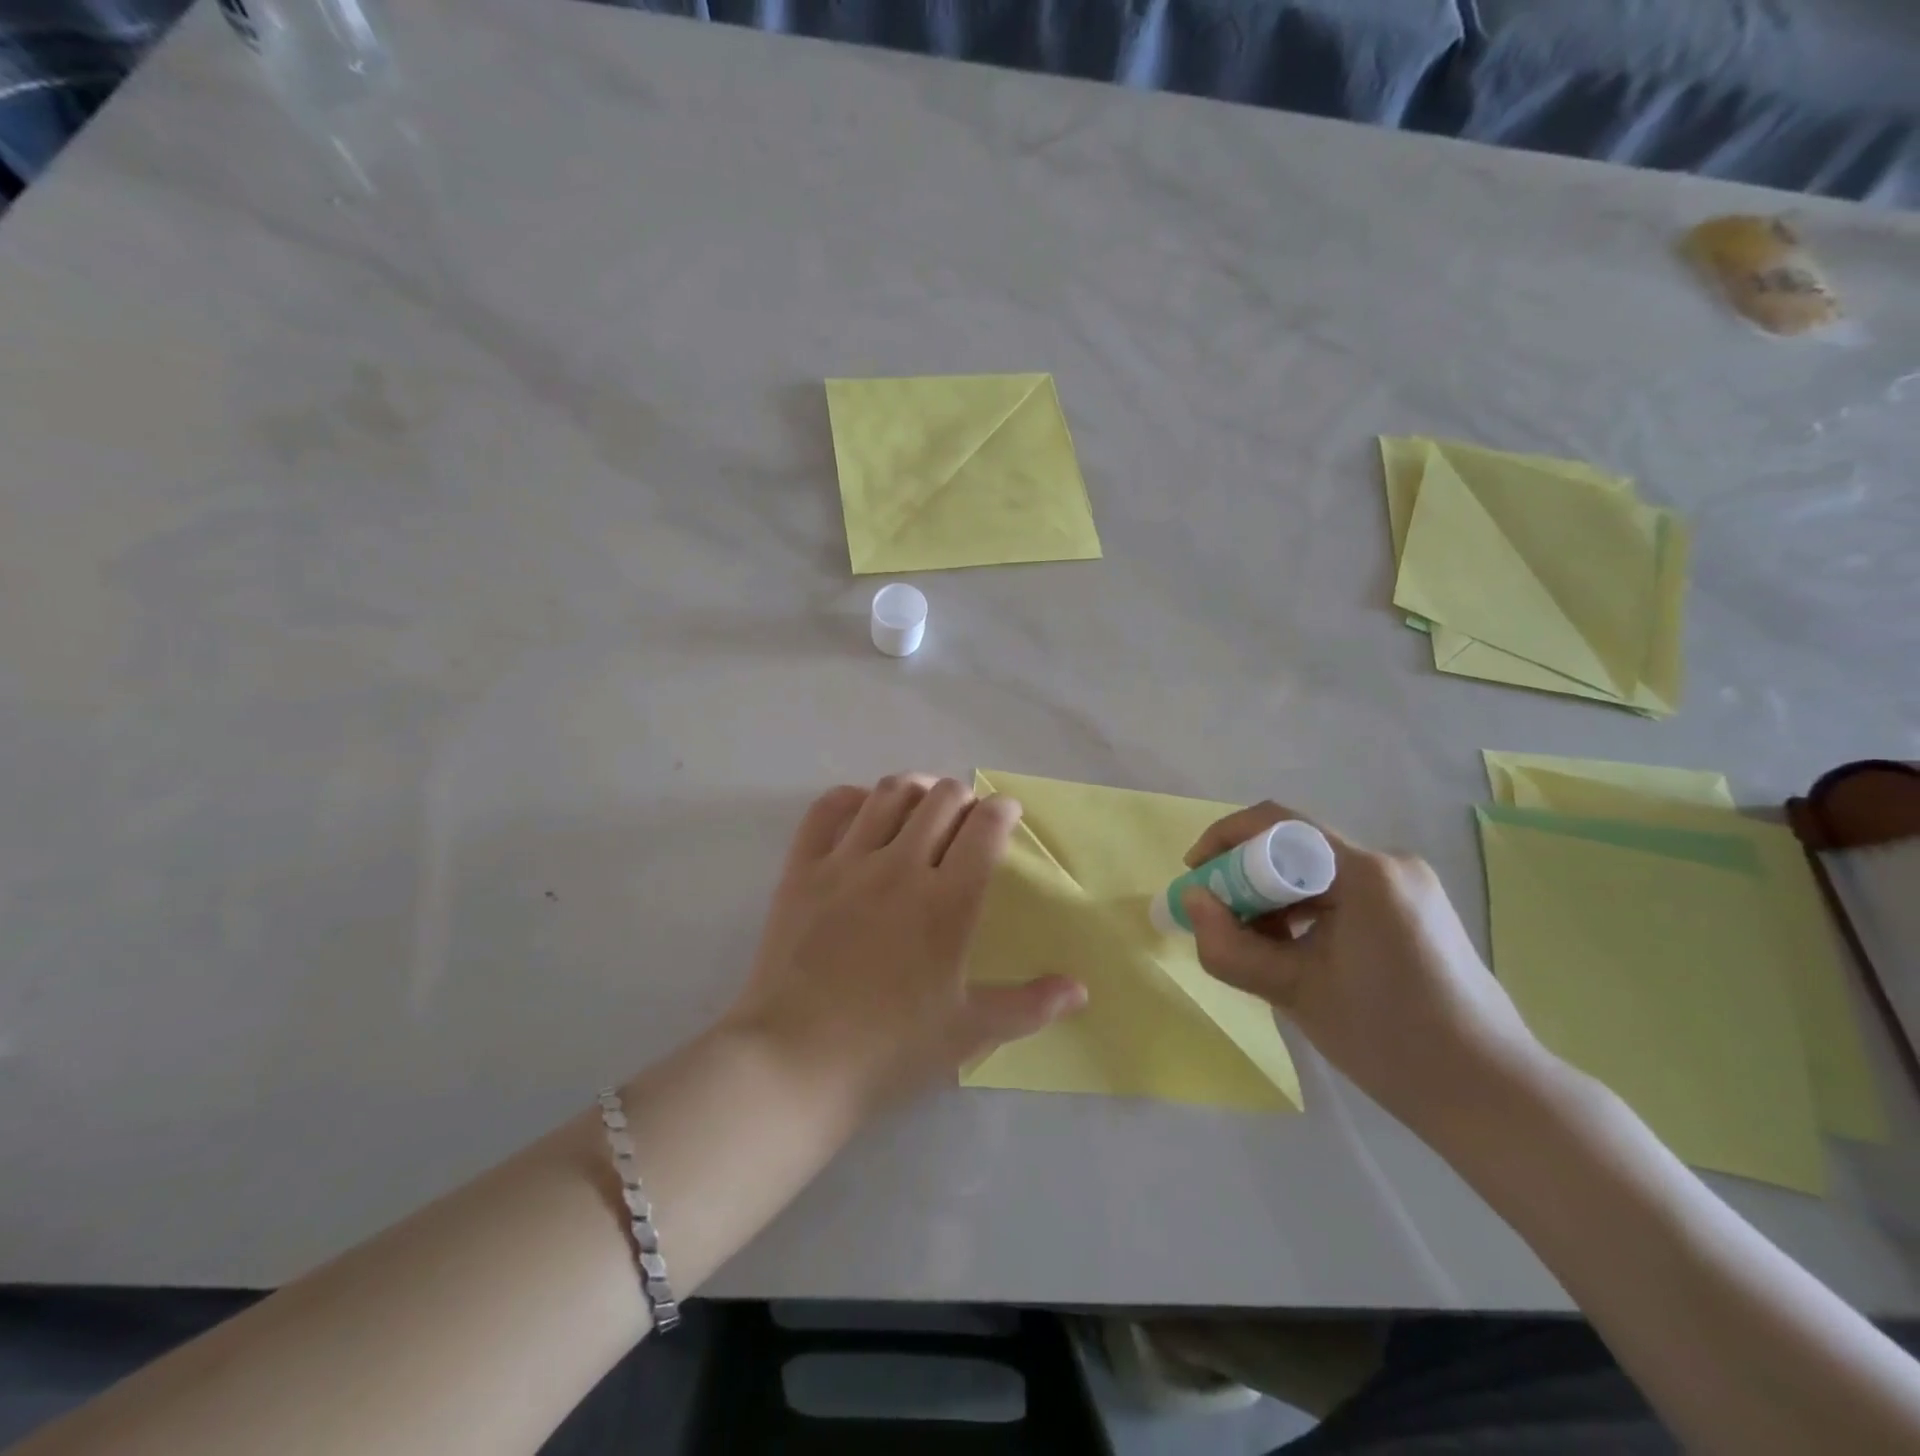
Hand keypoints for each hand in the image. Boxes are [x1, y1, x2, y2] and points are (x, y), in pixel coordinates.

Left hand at [725, 775, 1086, 1119]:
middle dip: (963, 797)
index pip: (985, 827)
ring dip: (916, 788)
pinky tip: (862, 807)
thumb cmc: (890, 1049)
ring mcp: (847, 863)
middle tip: (966, 817)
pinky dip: (850, 797)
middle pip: (941, 799)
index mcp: (947, 901)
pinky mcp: (802, 870)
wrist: (795, 1061)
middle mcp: (901, 866)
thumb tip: (1080, 989)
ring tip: (923, 801)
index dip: (1003, 810)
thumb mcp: (969, 1032)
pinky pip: (826, 810)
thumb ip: (1029, 1006)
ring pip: (889, 794)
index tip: (1007, 814)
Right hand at [1181, 803, 1546, 1135]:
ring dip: (1275, 899)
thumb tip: (1191, 901)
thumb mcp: (1294, 992)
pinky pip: (1341, 892)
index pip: (1278, 825)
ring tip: (1257, 948)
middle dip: (1247, 878)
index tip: (1196, 875)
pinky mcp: (1415, 909)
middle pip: (1296, 849)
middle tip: (1220, 922)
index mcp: (1366, 873)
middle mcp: (1390, 864)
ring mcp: (1407, 886)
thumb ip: (1230, 946)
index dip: (1226, 840)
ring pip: (1316, 873)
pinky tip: (1296, 954)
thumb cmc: (1389, 1040)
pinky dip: (1305, 912)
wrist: (1491, 1095)